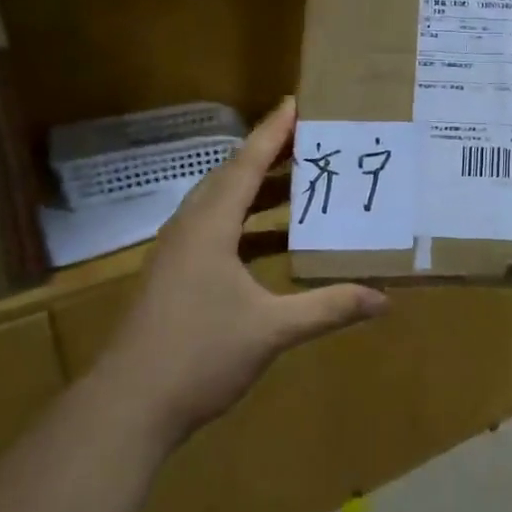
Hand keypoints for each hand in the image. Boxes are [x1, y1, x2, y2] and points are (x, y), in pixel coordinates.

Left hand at [97, 98, 388, 437]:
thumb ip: (328, 308)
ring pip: (221, 206)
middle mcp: (190, 229)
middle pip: (231, 178)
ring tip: (300, 182)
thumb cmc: (199, 355)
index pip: (246, 165)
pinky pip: (216, 231)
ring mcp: (177, 254)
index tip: (297, 103)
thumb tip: (384, 300)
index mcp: (209, 227)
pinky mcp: (174, 276)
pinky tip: (274, 241)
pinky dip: (248, 225)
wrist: (127, 408)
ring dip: (258, 191)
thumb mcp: (272, 330)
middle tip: (311, 140)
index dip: (272, 133)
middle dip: (270, 156)